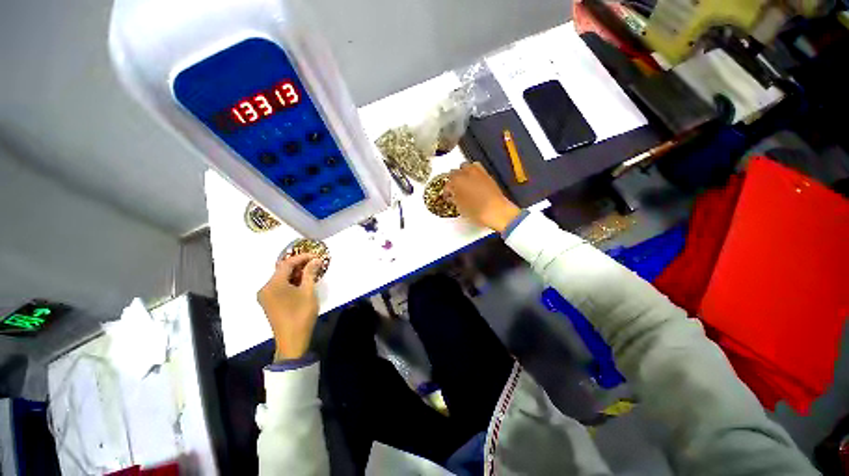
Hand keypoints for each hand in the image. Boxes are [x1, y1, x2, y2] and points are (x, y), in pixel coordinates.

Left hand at [257, 254, 322, 360]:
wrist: (292, 340)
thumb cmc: (301, 314)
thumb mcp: (308, 291)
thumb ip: (310, 273)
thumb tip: (315, 260)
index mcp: (273, 284)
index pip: (287, 264)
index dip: (302, 258)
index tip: (316, 256)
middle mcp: (265, 288)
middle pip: (282, 270)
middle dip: (299, 265)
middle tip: (314, 263)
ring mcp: (265, 296)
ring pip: (280, 278)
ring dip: (295, 274)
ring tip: (311, 272)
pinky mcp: (268, 303)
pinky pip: (279, 286)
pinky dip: (290, 282)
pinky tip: (301, 283)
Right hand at [445, 162, 520, 232]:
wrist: (497, 211)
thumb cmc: (477, 211)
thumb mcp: (460, 207)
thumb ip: (454, 198)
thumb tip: (452, 196)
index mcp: (457, 180)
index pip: (448, 182)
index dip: (446, 190)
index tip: (447, 195)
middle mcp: (468, 173)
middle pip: (456, 171)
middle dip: (454, 179)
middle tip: (454, 188)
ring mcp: (479, 172)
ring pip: (467, 166)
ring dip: (464, 173)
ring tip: (463, 182)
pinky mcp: (488, 175)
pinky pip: (478, 169)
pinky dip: (473, 173)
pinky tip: (474, 182)